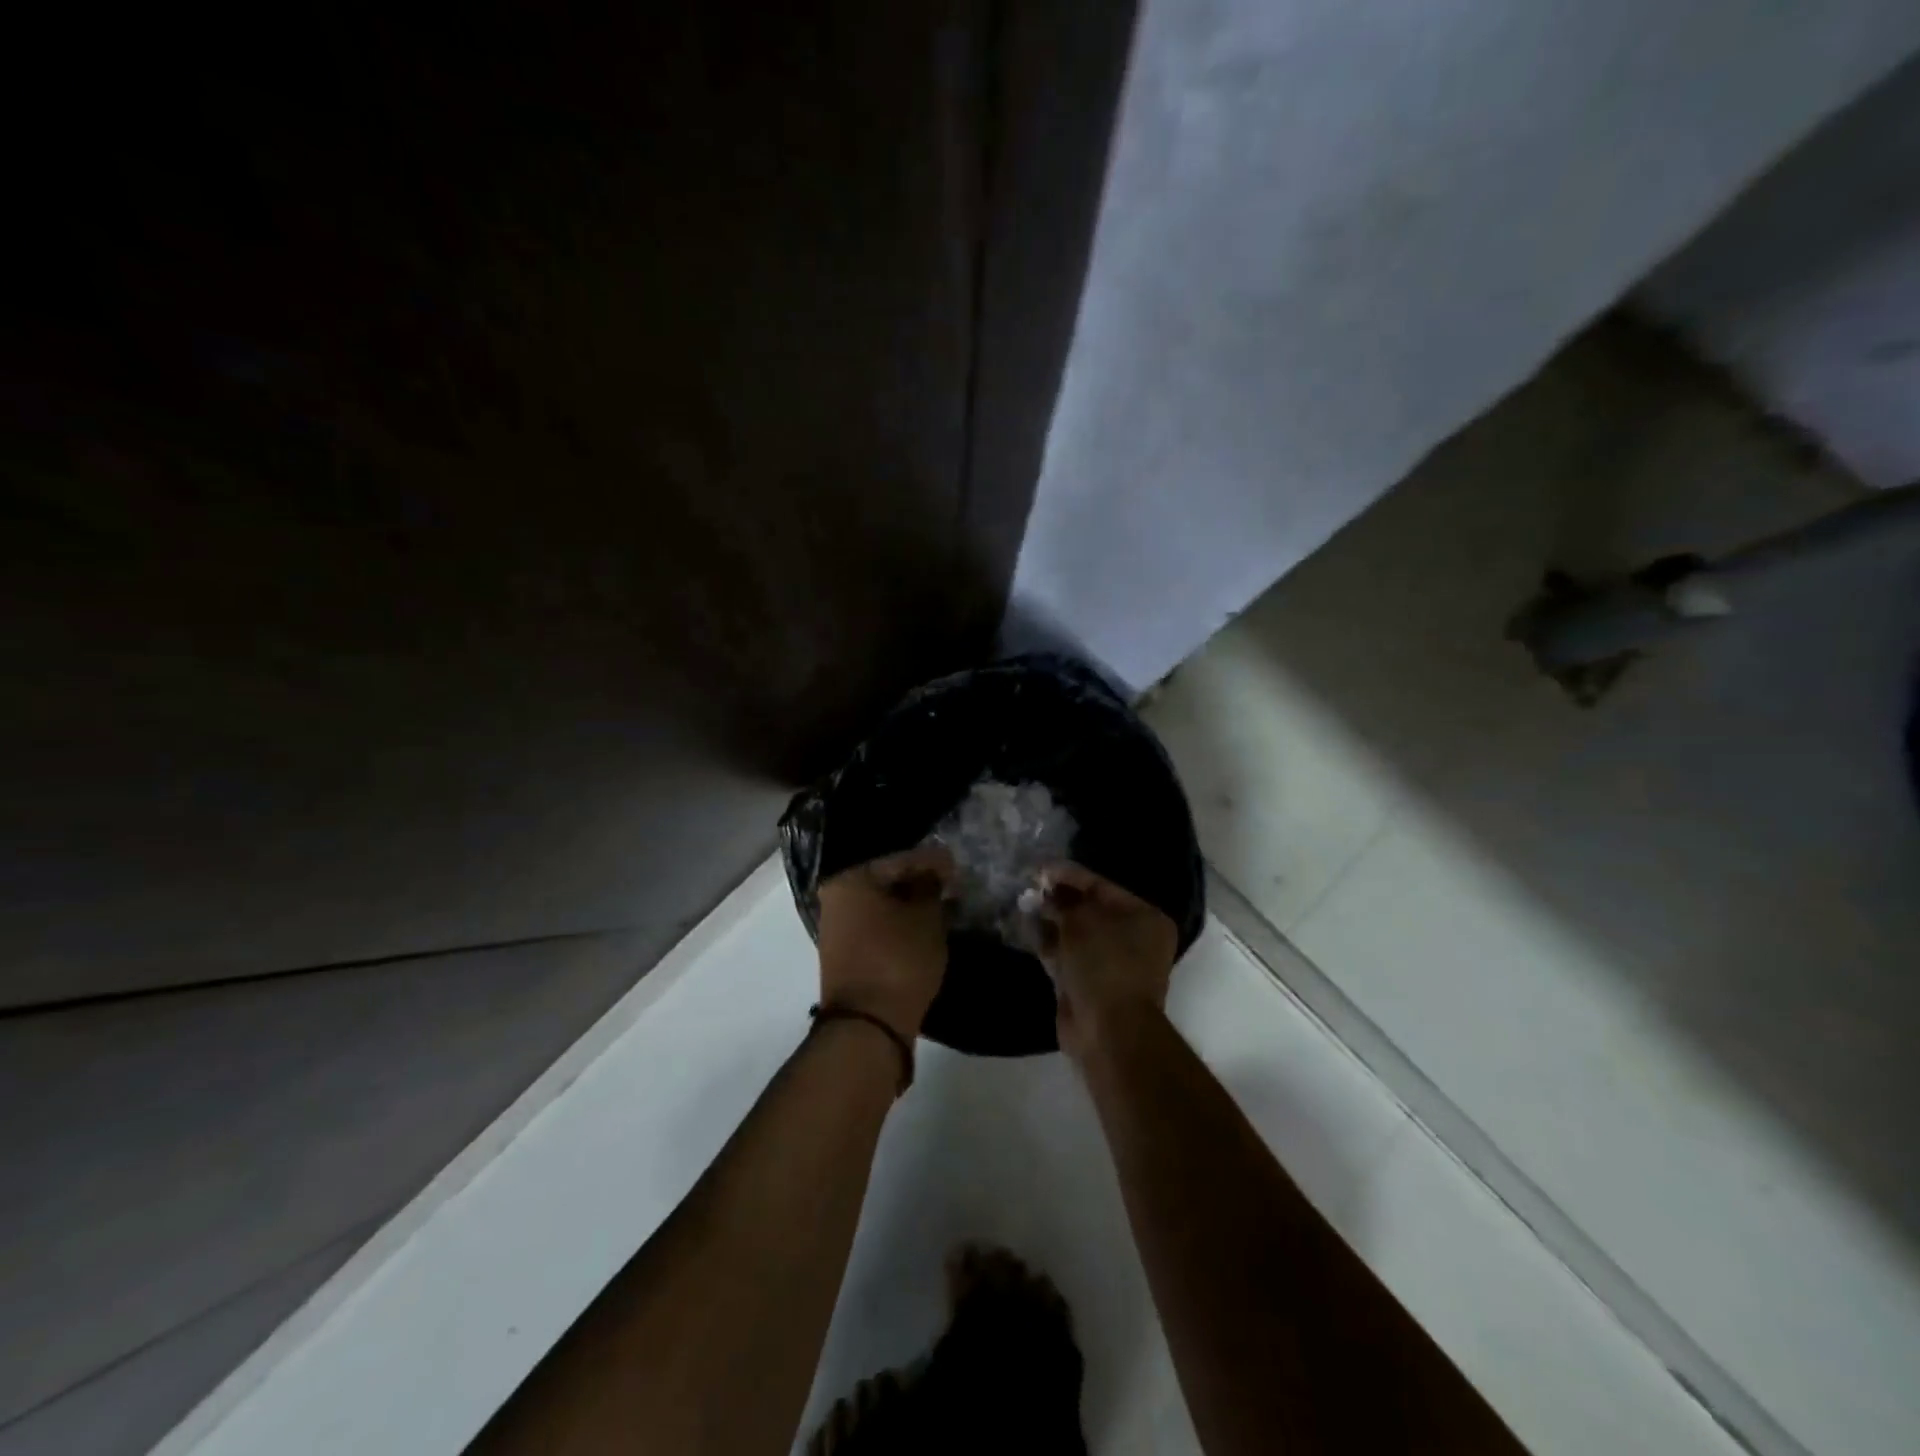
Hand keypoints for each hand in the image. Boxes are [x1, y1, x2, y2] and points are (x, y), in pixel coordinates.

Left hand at [816, 845, 954, 1040]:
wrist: (868, 1026)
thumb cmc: (898, 959)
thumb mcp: (926, 918)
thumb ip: (930, 888)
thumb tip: (932, 877)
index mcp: (850, 880)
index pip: (899, 860)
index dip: (932, 861)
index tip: (956, 864)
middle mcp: (836, 899)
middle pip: (886, 882)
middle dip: (919, 882)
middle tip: (950, 885)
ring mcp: (837, 929)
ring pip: (881, 907)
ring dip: (910, 905)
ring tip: (941, 906)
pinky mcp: (845, 955)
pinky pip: (877, 928)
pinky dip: (899, 925)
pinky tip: (922, 927)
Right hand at [1035, 861, 1177, 1063]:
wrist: (1108, 1030)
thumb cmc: (1104, 963)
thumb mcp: (1082, 920)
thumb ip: (1063, 902)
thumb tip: (1047, 893)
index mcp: (1144, 918)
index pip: (1102, 887)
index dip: (1070, 875)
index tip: (1041, 868)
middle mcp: (1132, 938)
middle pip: (1089, 909)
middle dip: (1059, 898)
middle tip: (1030, 885)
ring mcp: (1110, 964)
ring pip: (1075, 933)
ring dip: (1051, 919)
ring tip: (1023, 901)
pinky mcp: (1089, 984)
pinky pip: (1066, 955)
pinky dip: (1048, 942)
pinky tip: (1026, 926)